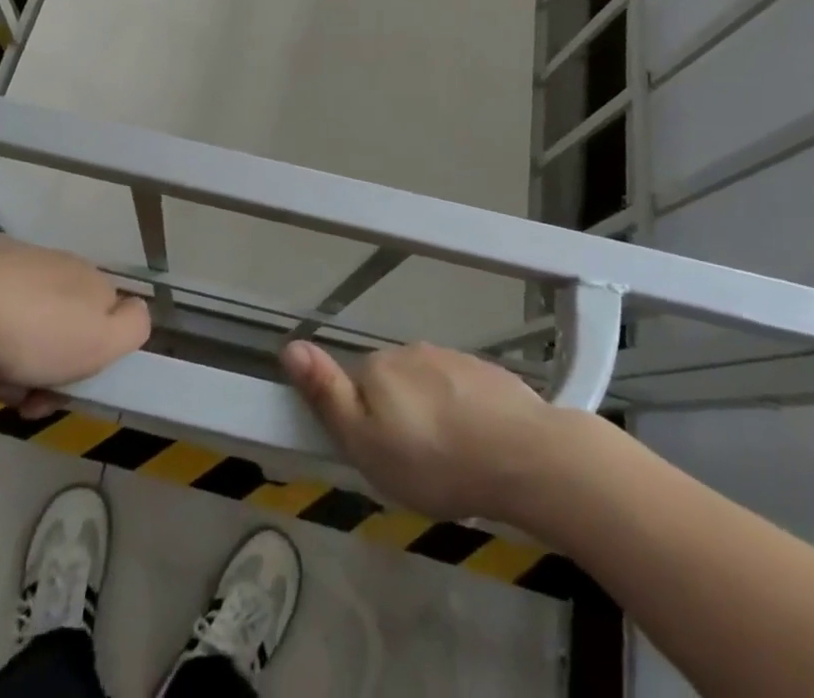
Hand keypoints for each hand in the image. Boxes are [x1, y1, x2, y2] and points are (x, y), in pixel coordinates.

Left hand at [0, 235, 149, 417]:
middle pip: (61, 329)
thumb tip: (134, 313)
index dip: (87, 366)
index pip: (105, 323)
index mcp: (92, 281)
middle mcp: (61, 265)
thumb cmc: (32, 329)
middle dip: (42, 371)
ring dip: (8, 361)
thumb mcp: (100, 340)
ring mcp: (18, 262)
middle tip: (13, 395)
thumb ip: (133, 327)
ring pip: (23, 324)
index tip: (59, 393)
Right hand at [281, 340, 557, 521]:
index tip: (382, 458)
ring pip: (428, 388)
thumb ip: (327, 396)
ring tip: (450, 461)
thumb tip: (289, 347)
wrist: (523, 455)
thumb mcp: (367, 444)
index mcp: (378, 367)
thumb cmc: (435, 461)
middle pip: (391, 385)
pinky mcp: (486, 372)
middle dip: (397, 418)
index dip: (363, 424)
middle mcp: (411, 351)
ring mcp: (452, 357)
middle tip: (415, 466)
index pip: (355, 388)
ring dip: (431, 416)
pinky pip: (461, 392)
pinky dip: (462, 413)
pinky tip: (478, 445)